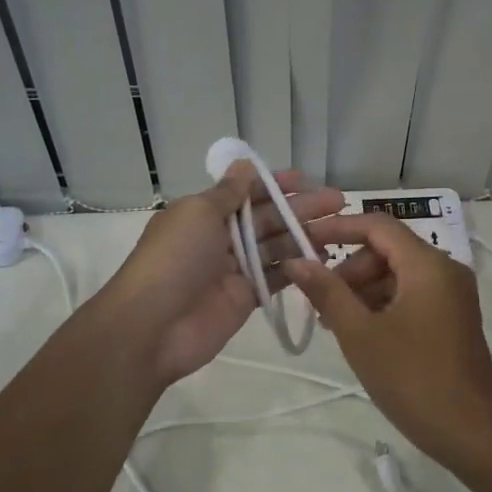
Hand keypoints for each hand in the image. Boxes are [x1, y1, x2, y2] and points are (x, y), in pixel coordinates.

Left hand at [93, 164, 343, 392]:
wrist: (152, 327)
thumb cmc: (174, 259)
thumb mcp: (198, 214)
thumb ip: (228, 192)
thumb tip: (244, 164)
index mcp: (203, 213)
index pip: (246, 192)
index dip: (276, 184)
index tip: (307, 180)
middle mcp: (219, 237)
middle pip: (266, 217)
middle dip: (299, 208)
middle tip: (339, 203)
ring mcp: (233, 269)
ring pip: (275, 245)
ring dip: (303, 235)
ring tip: (338, 230)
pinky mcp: (245, 298)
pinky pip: (275, 277)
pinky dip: (297, 267)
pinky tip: (324, 258)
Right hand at [283, 214, 491, 463]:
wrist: (471, 432)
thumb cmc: (413, 379)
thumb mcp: (360, 334)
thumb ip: (327, 292)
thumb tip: (296, 261)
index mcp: (427, 264)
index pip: (377, 225)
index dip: (338, 228)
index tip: (304, 242)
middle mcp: (445, 269)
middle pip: (387, 249)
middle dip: (349, 268)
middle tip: (319, 300)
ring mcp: (452, 293)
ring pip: (398, 273)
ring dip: (363, 289)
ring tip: (334, 322)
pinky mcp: (453, 316)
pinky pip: (411, 293)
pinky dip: (383, 303)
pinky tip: (361, 332)